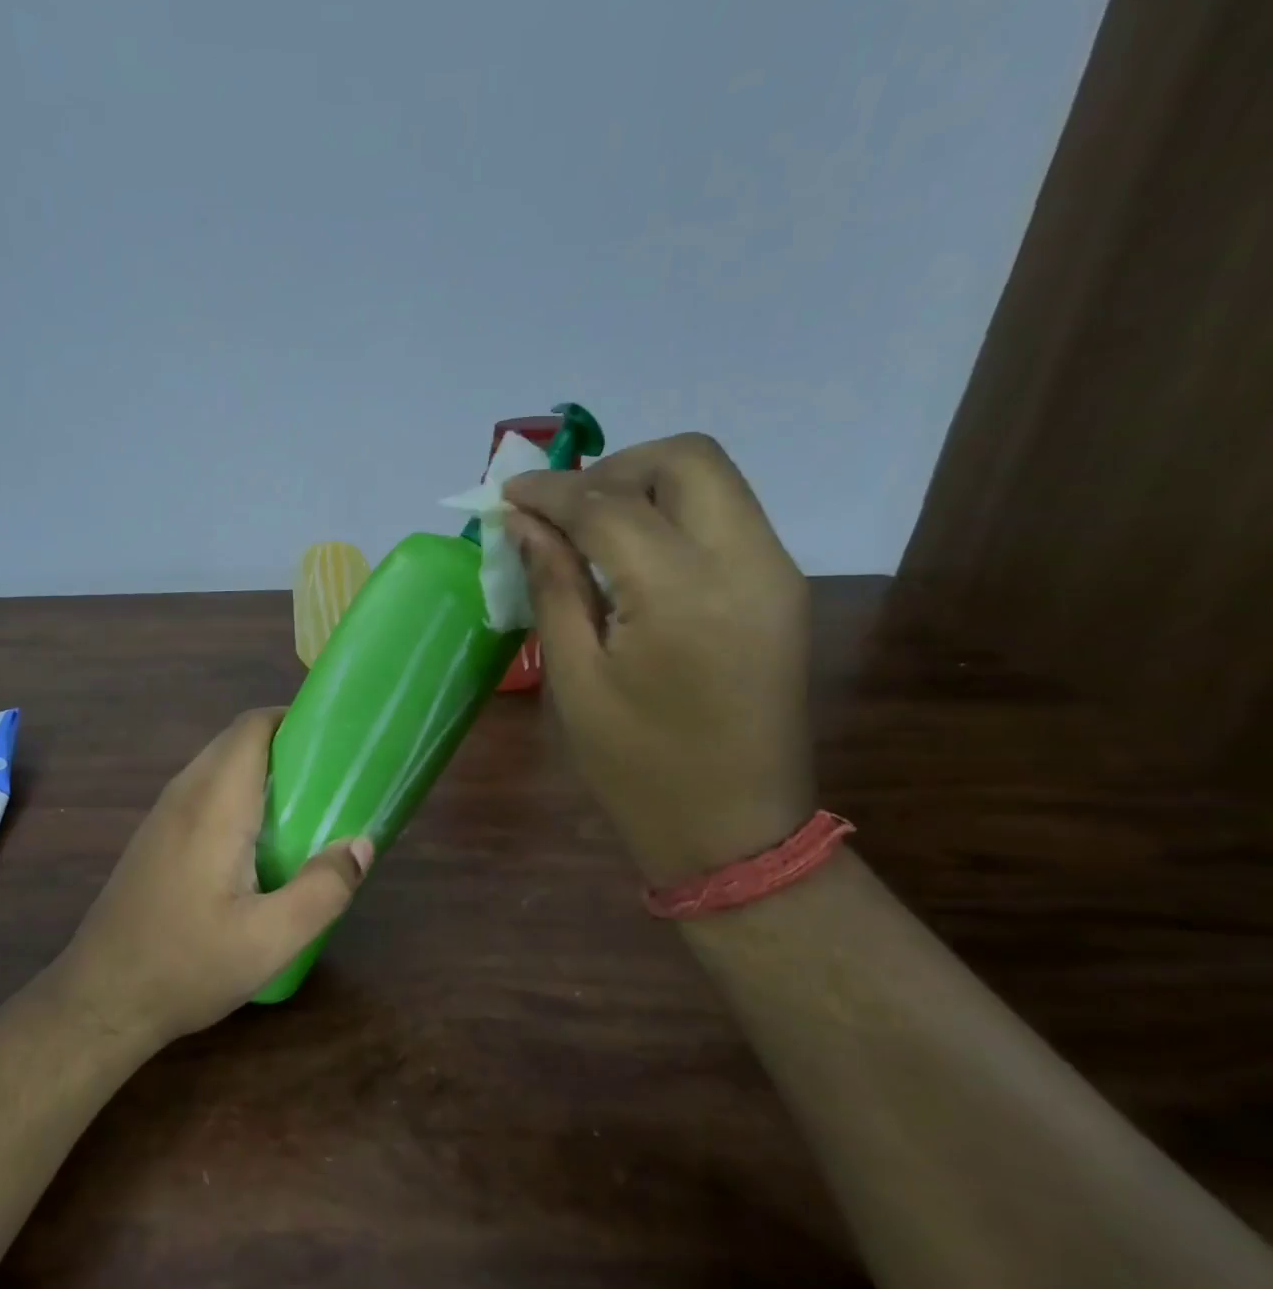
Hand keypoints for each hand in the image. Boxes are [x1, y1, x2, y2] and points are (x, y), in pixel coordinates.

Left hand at [50, 709, 372, 1044]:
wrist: (100, 1000)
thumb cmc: (186, 965)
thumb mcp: (269, 940)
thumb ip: (323, 889)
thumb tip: (362, 844)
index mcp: (214, 804)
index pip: (251, 728)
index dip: (294, 719)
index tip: (336, 739)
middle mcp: (184, 795)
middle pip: (238, 741)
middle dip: (287, 746)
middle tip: (333, 778)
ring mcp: (164, 815)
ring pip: (220, 766)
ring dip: (263, 771)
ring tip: (308, 806)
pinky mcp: (157, 837)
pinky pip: (205, 792)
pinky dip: (241, 794)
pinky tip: (262, 840)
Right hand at [504, 432, 812, 884]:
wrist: (735, 830)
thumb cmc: (637, 768)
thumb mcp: (576, 681)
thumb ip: (553, 587)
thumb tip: (524, 524)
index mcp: (682, 594)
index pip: (610, 505)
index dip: (552, 491)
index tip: (507, 492)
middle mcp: (745, 562)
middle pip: (686, 459)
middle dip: (612, 468)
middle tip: (560, 509)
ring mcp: (775, 572)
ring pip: (712, 480)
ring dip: (644, 485)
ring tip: (589, 529)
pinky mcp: (781, 588)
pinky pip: (726, 517)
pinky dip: (673, 513)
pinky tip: (632, 555)